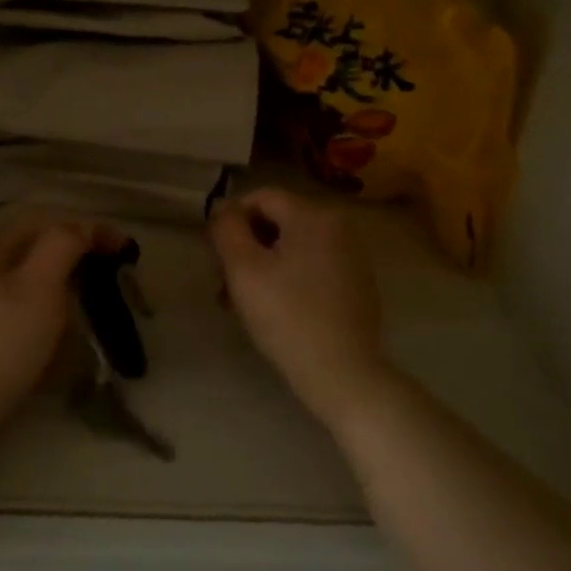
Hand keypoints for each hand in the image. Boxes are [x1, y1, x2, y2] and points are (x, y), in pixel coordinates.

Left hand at [0, 207, 128, 431]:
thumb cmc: (4, 336)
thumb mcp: (39, 283)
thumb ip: (63, 245)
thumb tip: (83, 230)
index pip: (46, 219)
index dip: (88, 227)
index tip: (125, 248)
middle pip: (37, 247)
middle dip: (78, 254)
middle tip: (112, 272)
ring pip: (33, 278)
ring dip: (67, 282)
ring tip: (96, 299)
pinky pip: (27, 308)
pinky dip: (54, 309)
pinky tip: (68, 328)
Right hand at [209, 187, 388, 431]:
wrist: (343, 373)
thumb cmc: (287, 316)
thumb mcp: (244, 269)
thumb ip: (227, 229)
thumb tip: (223, 208)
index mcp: (313, 215)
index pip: (261, 197)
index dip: (231, 220)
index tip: (214, 255)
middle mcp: (338, 226)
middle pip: (277, 222)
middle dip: (245, 248)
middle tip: (223, 284)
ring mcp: (351, 256)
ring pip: (292, 247)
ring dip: (261, 267)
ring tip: (240, 303)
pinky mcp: (356, 283)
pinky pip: (311, 266)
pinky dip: (287, 278)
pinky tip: (272, 309)